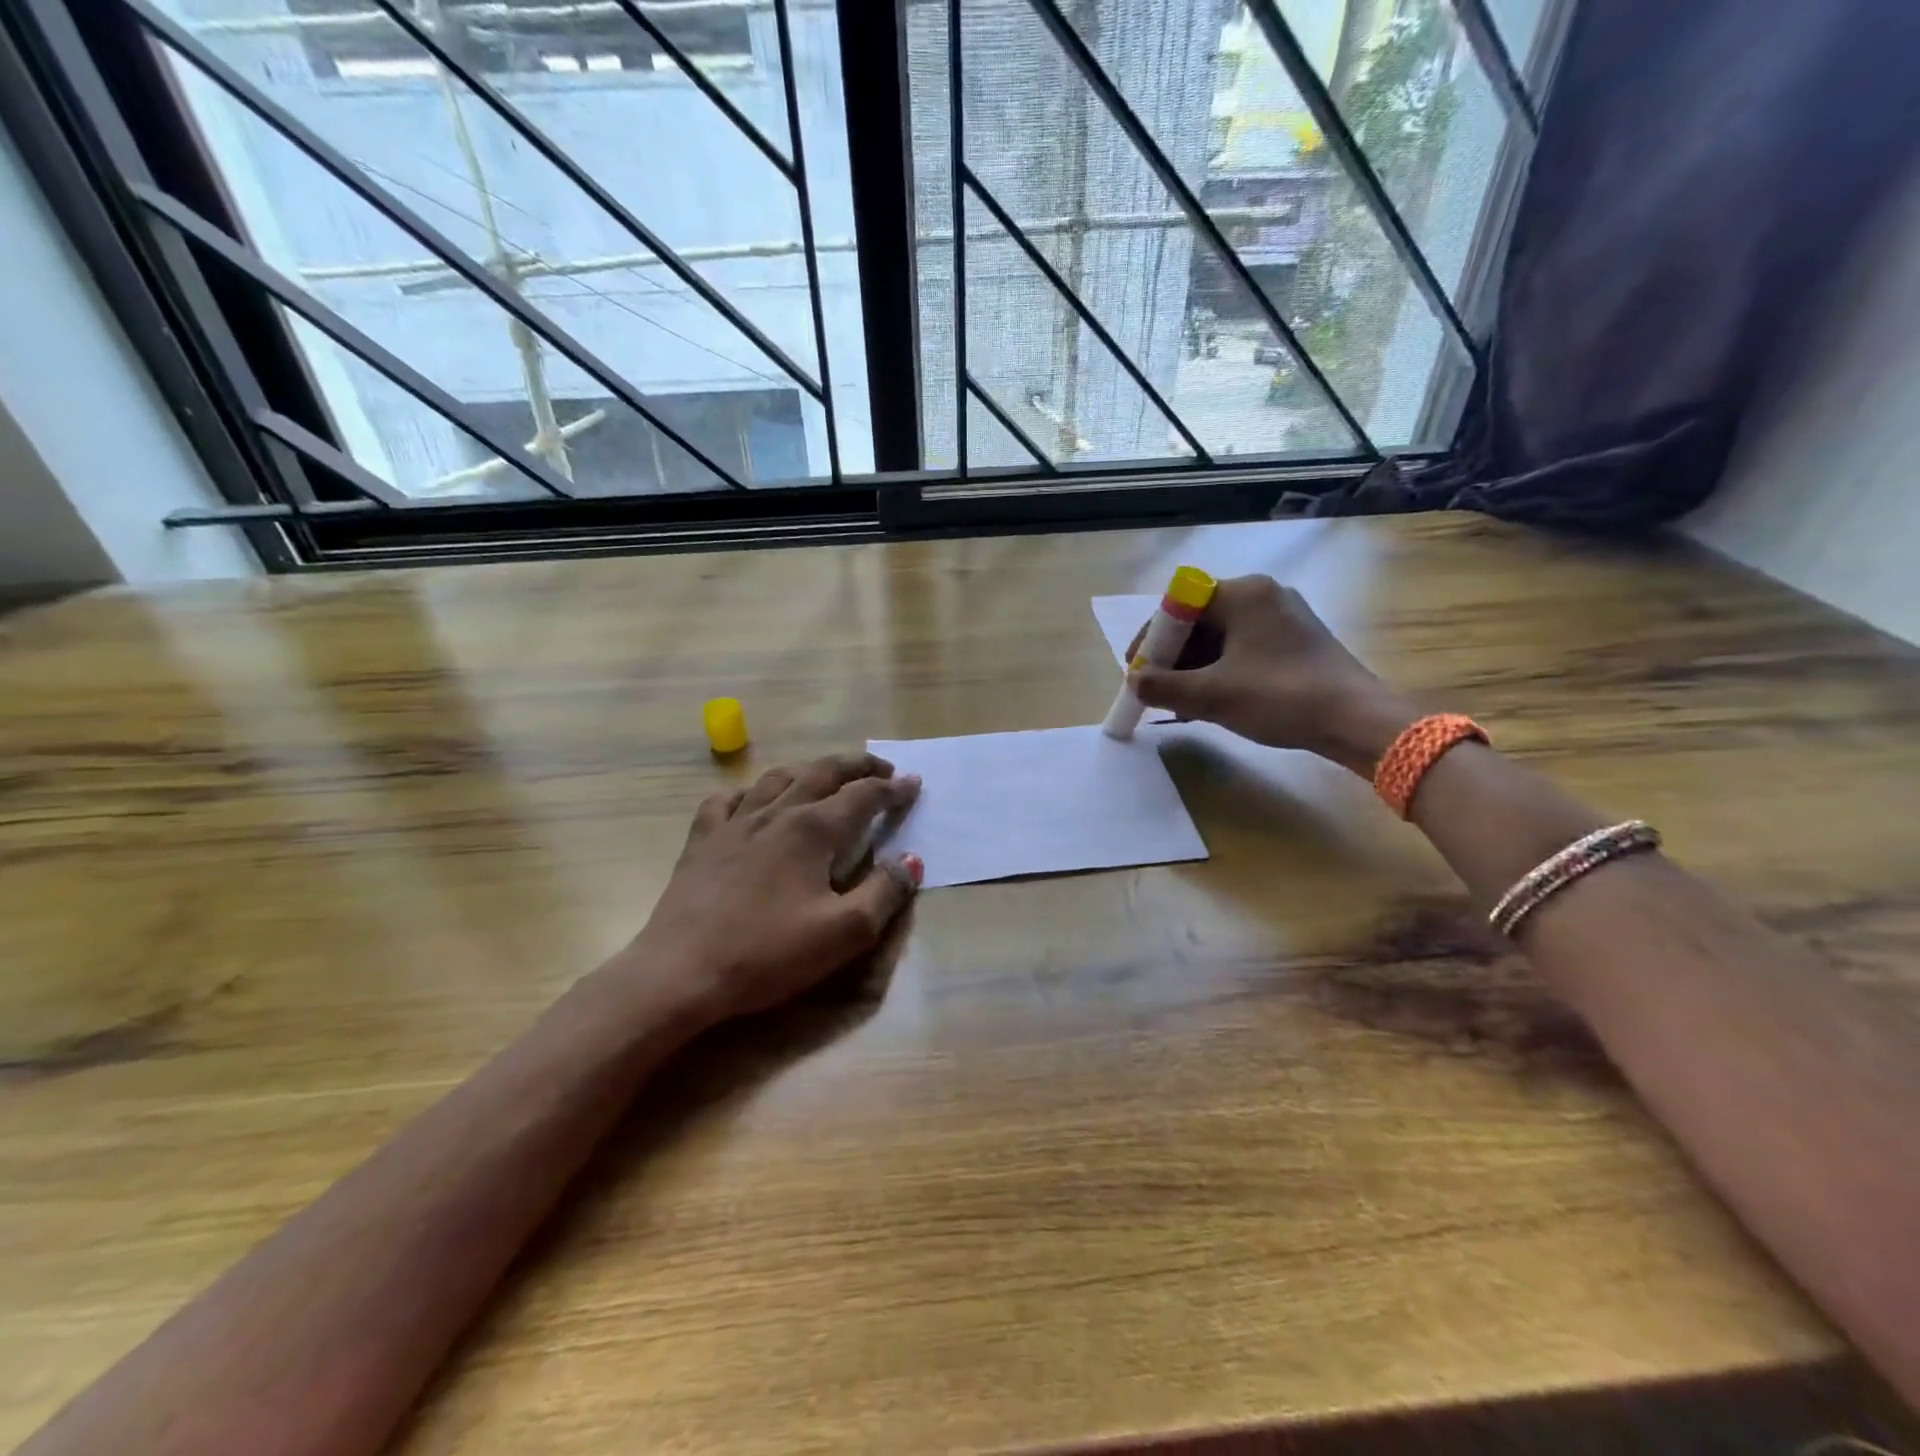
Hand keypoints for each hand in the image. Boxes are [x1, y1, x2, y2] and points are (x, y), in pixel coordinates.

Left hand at [626, 753, 923, 1023]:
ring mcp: (734, 824)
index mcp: (813, 830)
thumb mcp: (844, 933)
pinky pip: (726, 800)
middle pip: (822, 773)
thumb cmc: (768, 953)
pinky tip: (752, 801)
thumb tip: (911, 861)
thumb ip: (885, 892)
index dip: (892, 788)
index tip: (913, 783)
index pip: (863, 796)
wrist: (680, 973)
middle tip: (882, 768)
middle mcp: (776, 813)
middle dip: (857, 766)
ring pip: (776, 778)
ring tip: (824, 777)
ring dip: (808, 770)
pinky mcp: (702, 841)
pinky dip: (748, 792)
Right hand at [1127, 575, 1417, 775]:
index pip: (1177, 605)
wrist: (1356, 720)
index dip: (1151, 639)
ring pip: (1221, 637)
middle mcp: (1263, 594)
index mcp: (1242, 593)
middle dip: (1172, 657)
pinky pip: (1244, 648)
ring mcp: (1283, 616)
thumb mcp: (1211, 696)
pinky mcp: (1297, 640)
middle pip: (1199, 620)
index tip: (1137, 671)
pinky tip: (1212, 701)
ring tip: (1180, 703)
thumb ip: (1163, 687)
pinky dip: (1221, 671)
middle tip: (1156, 690)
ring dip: (1194, 668)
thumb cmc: (1280, 698)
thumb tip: (1135, 682)